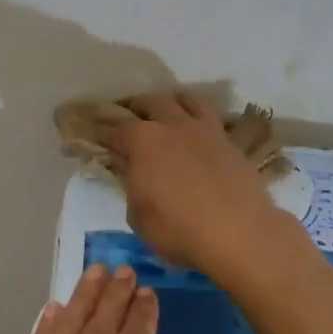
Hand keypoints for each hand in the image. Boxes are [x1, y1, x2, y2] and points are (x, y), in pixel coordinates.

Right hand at [97, 89, 286, 277]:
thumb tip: (130, 170)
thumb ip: (131, 186)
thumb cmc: (178, 230)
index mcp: (142, 141)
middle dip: (135, 107)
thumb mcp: (138, 216)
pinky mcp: (230, 142)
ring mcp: (205, 130)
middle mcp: (172, 125)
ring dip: (171, 101)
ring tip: (167, 109)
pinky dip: (199, 117)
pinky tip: (198, 130)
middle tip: (128, 117)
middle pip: (150, 103)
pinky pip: (211, 118)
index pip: (113, 130)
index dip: (100, 133)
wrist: (240, 233)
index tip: (92, 136)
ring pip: (186, 100)